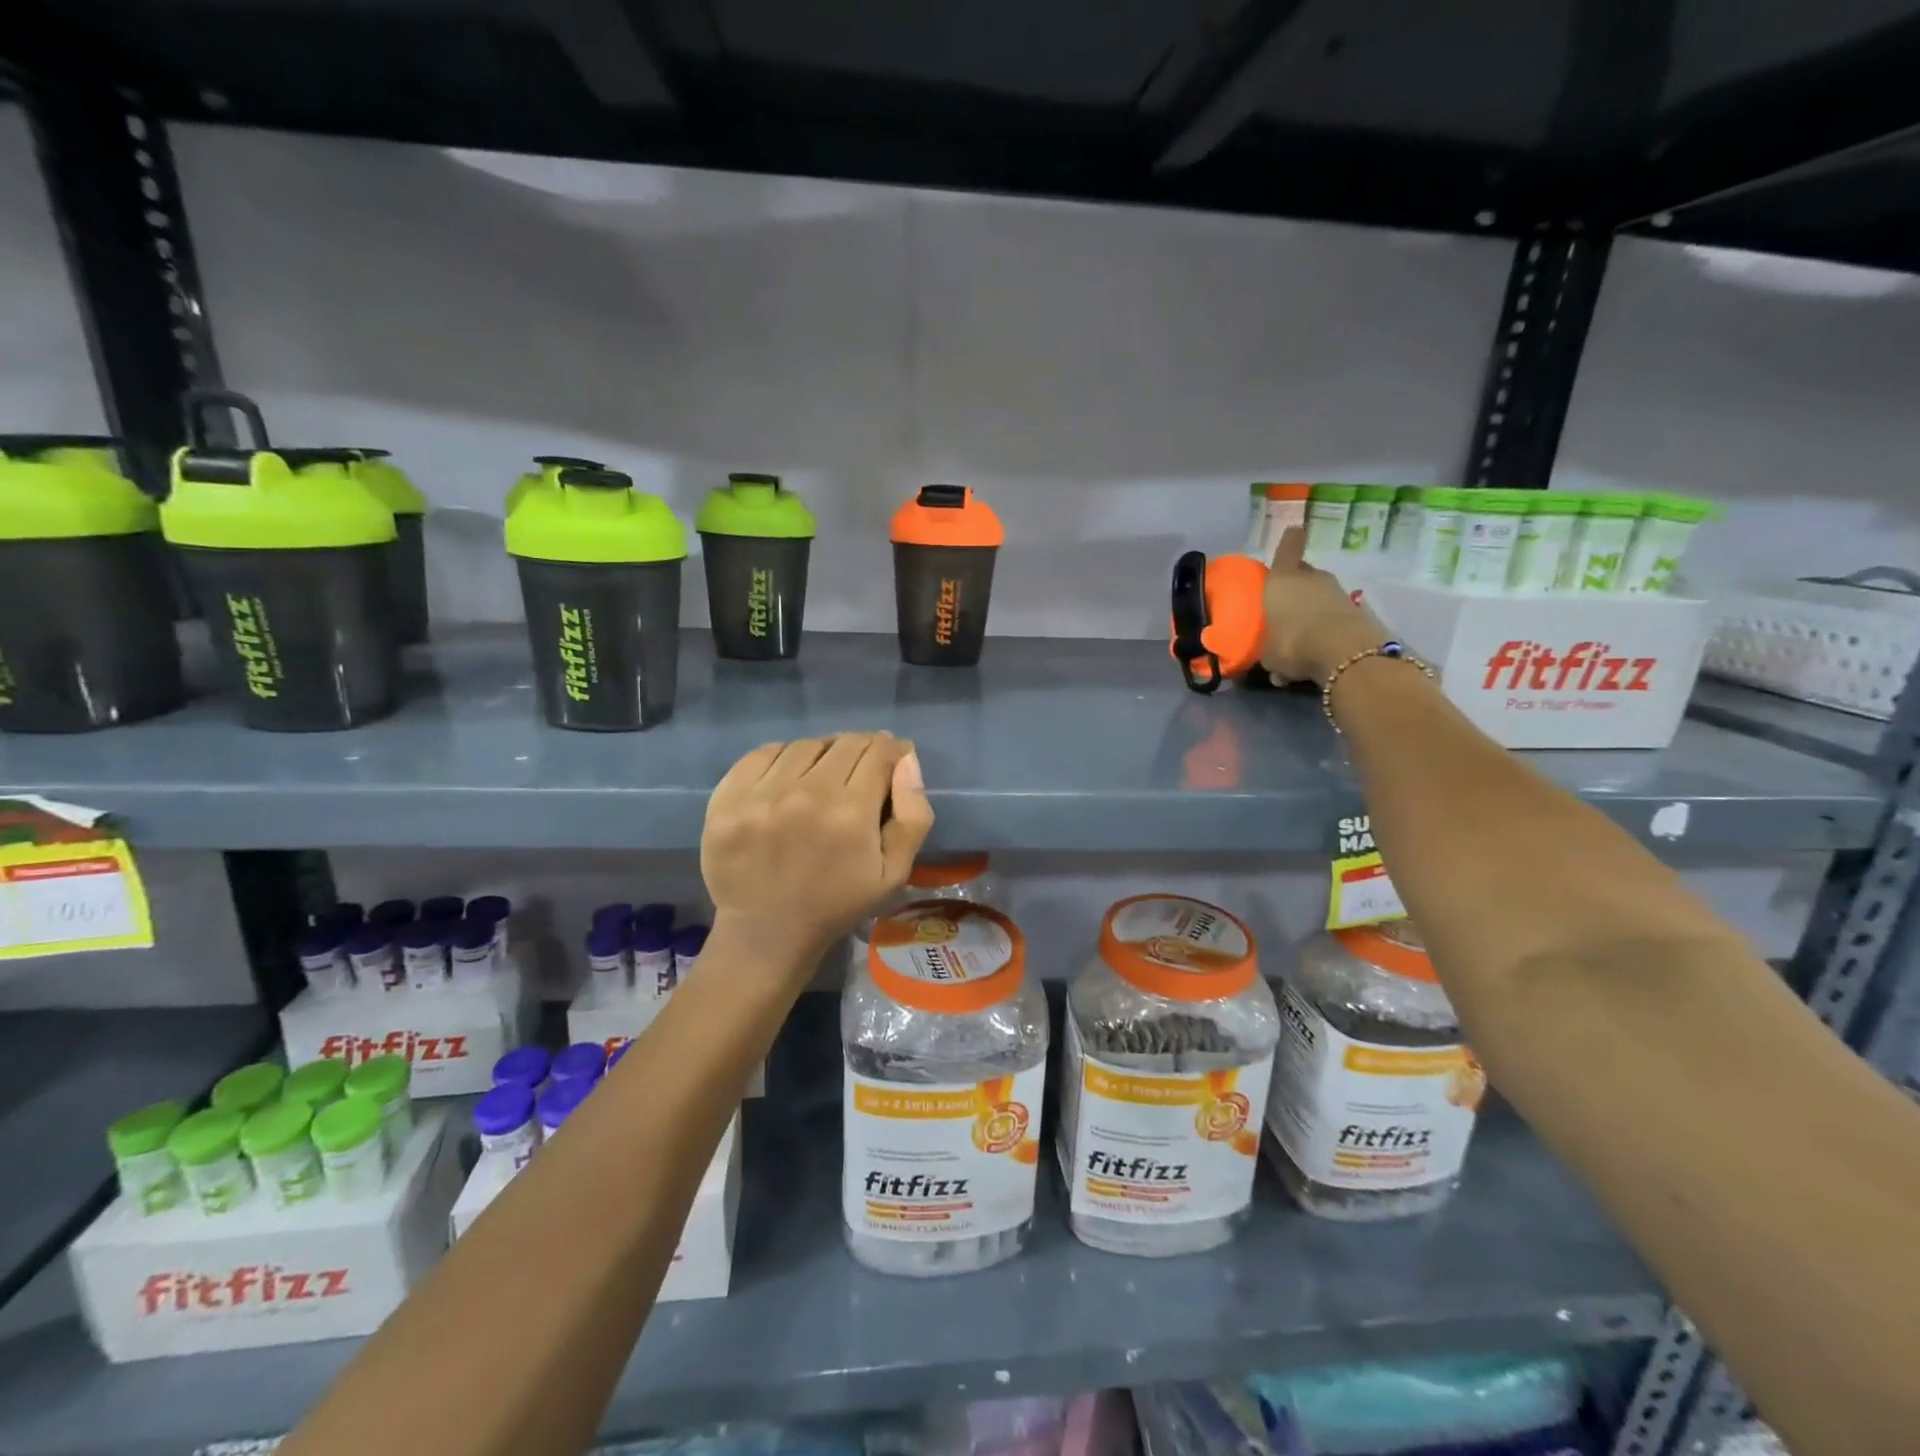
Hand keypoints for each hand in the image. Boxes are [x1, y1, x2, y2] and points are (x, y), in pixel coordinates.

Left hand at [701, 733, 933, 980]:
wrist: (767, 933)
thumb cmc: (838, 903)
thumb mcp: (895, 872)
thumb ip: (912, 815)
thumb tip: (906, 760)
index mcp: (850, 813)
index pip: (879, 751)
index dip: (892, 750)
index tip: (892, 760)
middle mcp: (805, 794)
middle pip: (845, 742)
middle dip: (863, 749)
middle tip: (861, 770)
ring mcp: (760, 794)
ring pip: (805, 745)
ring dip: (823, 754)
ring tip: (824, 776)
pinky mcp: (727, 798)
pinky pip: (763, 753)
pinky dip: (783, 758)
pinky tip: (788, 779)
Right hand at [1260, 526, 1390, 683]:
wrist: (1344, 653)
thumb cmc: (1292, 643)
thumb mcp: (1269, 654)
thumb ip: (1268, 651)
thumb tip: (1271, 657)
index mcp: (1282, 580)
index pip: (1288, 548)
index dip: (1290, 540)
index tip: (1295, 531)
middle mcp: (1311, 578)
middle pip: (1303, 574)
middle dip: (1296, 586)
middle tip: (1285, 606)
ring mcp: (1338, 592)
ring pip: (1320, 595)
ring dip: (1312, 609)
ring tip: (1301, 635)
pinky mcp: (1358, 610)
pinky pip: (1334, 615)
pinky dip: (1327, 627)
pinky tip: (1318, 650)